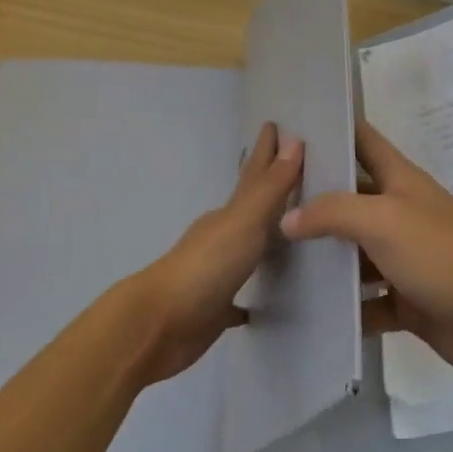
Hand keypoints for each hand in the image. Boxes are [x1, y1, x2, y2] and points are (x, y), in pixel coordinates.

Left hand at [128, 122, 303, 383]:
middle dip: (267, 187)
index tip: (275, 125)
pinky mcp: (214, 309)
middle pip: (250, 207)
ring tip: (288, 230)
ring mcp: (216, 273)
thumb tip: (294, 141)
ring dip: (264, 237)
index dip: (266, 152)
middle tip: (291, 170)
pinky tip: (263, 303)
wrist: (159, 326)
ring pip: (246, 248)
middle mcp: (221, 238)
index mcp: (227, 215)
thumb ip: (271, 188)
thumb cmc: (205, 267)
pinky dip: (251, 295)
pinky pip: (238, 298)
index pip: (253, 176)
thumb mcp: (244, 222)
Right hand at [280, 120, 452, 388]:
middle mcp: (402, 214)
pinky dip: (344, 305)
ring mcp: (405, 259)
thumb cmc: (444, 257)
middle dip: (312, 198)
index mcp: (402, 182)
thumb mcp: (385, 221)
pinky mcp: (407, 301)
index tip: (289, 125)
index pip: (363, 141)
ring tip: (270, 258)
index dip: (332, 129)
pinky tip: (306, 311)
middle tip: (261, 202)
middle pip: (351, 198)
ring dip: (323, 256)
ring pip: (355, 252)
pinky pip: (367, 300)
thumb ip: (333, 212)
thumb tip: (287, 218)